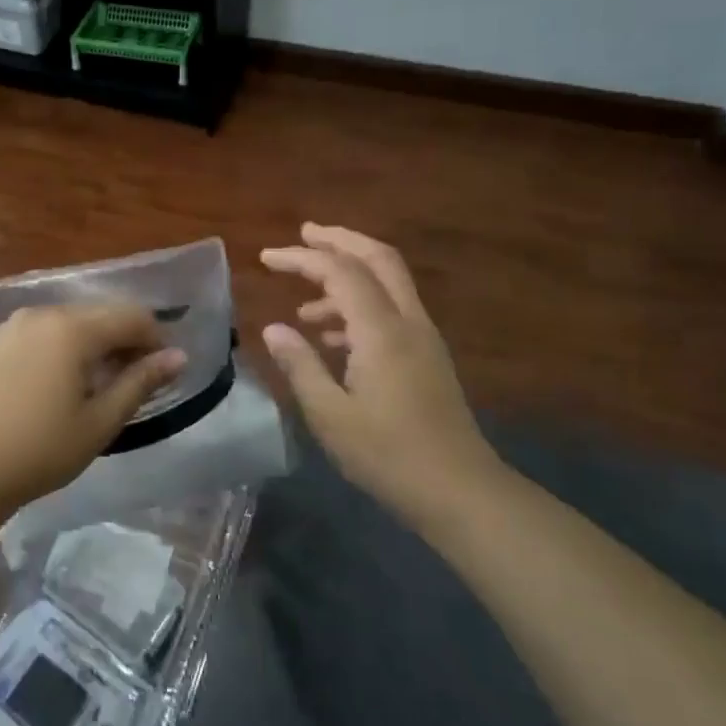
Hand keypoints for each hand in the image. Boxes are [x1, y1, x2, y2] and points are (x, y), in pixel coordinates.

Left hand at [0, 302, 186, 518]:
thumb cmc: (40, 450)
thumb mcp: (100, 422)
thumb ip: (141, 382)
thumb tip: (178, 357)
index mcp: (72, 329)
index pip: (131, 317)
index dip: (154, 340)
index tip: (161, 373)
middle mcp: (41, 314)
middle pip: (98, 314)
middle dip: (123, 341)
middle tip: (130, 382)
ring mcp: (10, 326)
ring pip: (67, 322)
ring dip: (90, 344)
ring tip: (93, 385)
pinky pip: (38, 333)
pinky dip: (58, 348)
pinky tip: (53, 385)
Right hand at [261, 223, 495, 513]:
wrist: (460, 491)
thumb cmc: (388, 455)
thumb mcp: (330, 415)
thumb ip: (300, 365)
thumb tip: (273, 329)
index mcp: (381, 331)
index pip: (340, 271)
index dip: (302, 257)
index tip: (266, 257)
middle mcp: (407, 322)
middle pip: (378, 258)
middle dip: (339, 240)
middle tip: (303, 234)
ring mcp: (423, 338)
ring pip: (388, 282)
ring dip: (348, 277)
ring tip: (304, 307)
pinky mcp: (428, 356)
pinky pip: (392, 310)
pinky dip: (360, 307)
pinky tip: (332, 339)